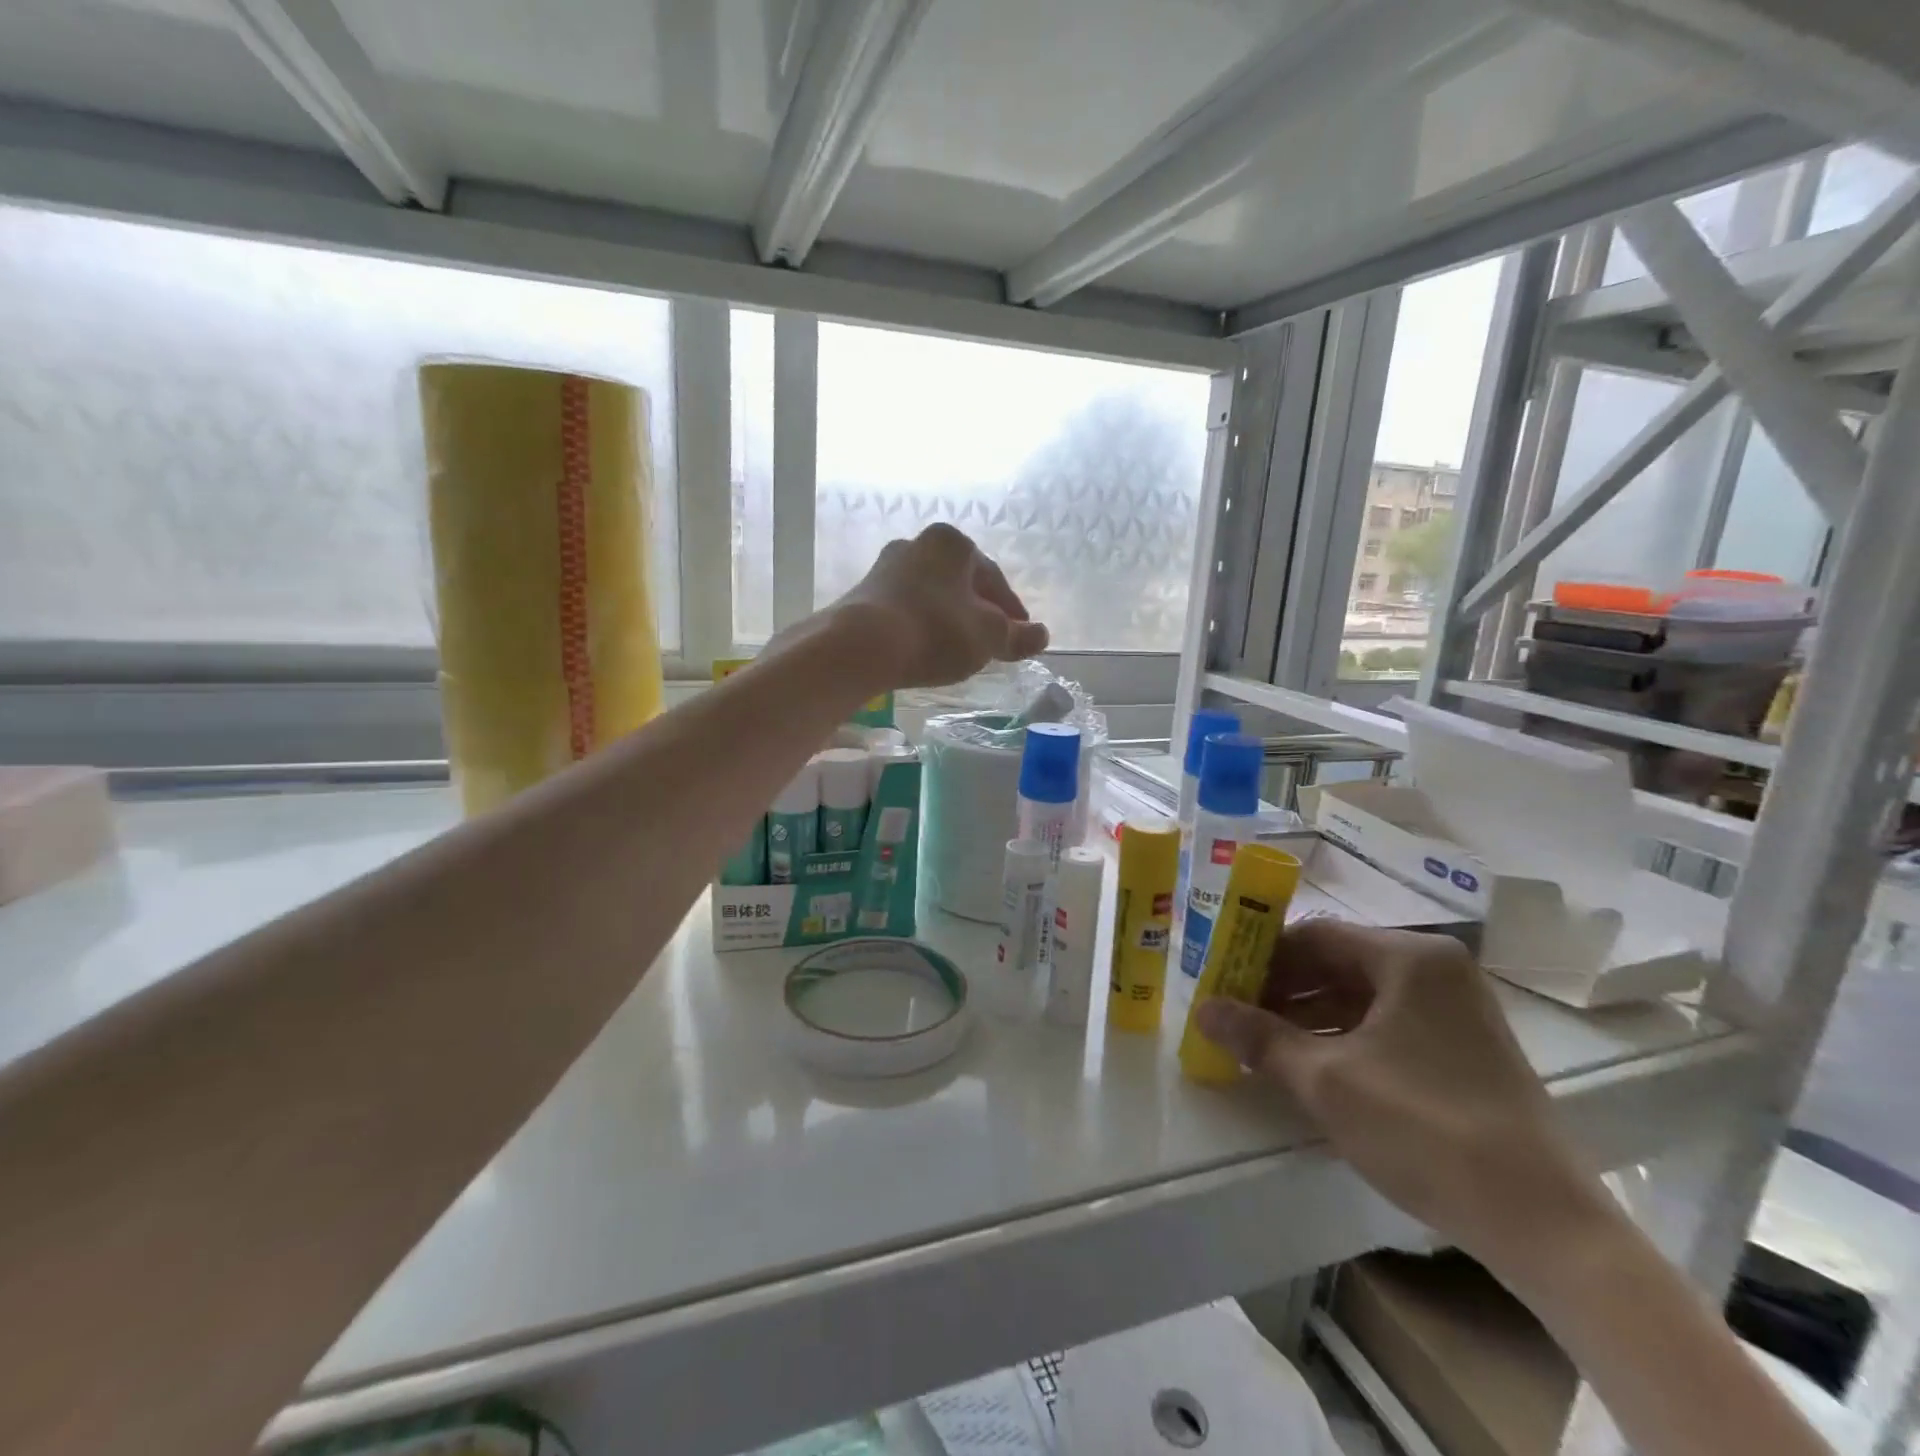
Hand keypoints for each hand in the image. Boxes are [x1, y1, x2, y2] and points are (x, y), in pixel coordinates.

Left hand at [820, 524, 1049, 689]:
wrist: (860, 646)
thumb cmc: (935, 631)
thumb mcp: (988, 637)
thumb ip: (1017, 636)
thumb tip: (1042, 635)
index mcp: (952, 543)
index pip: (994, 578)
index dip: (1011, 611)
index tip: (1019, 636)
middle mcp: (916, 544)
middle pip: (960, 584)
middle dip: (977, 611)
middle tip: (991, 642)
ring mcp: (884, 568)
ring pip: (931, 596)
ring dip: (948, 619)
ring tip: (958, 649)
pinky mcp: (862, 595)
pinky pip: (905, 610)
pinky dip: (921, 626)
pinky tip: (925, 649)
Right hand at [1195, 920, 1600, 1267]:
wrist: (1543, 1223)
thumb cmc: (1424, 1129)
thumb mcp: (1325, 1080)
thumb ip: (1258, 1038)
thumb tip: (1202, 1009)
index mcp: (1409, 957)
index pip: (1314, 936)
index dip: (1260, 956)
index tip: (1222, 982)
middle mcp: (1436, 969)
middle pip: (1338, 962)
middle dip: (1282, 987)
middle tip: (1236, 1014)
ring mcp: (1456, 1009)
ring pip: (1361, 994)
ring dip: (1309, 1014)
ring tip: (1262, 1042)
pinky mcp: (1465, 1048)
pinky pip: (1388, 1023)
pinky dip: (1344, 1036)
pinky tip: (1310, 1063)